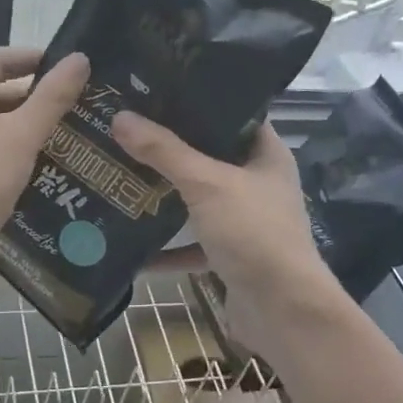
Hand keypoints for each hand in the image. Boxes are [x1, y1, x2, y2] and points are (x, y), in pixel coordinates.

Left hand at [0, 46, 89, 288]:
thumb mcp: (20, 136)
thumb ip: (51, 98)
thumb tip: (79, 60)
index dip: (34, 59)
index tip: (69, 66)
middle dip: (33, 97)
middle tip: (74, 104)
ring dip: (23, 127)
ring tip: (66, 134)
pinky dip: (10, 152)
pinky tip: (41, 165)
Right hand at [113, 112, 340, 327]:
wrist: (283, 311)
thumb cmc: (254, 233)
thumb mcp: (207, 184)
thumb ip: (164, 152)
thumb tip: (120, 117)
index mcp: (265, 155)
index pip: (233, 115)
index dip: (198, 100)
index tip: (156, 90)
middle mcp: (257, 184)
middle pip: (209, 157)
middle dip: (169, 149)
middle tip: (125, 130)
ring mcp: (244, 222)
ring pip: (197, 201)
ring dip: (163, 197)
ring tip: (120, 177)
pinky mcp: (230, 256)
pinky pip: (191, 244)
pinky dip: (165, 248)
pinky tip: (130, 246)